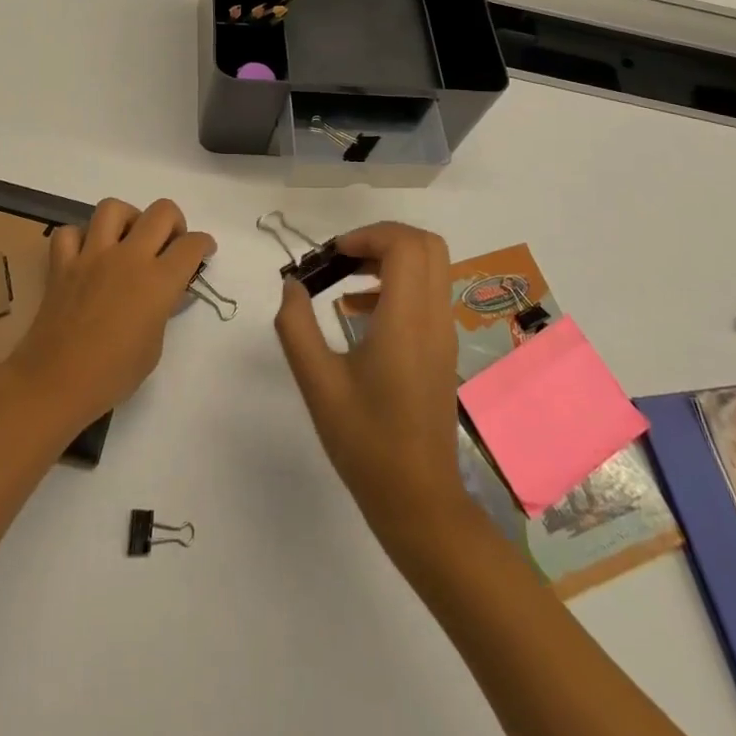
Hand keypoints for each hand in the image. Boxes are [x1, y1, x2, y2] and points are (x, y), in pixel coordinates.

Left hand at [2, 198, 212, 430]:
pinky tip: (86, 254)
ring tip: (127, 239)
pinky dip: (79, 238)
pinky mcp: (62, 264)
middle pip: (161, 212)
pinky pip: (70, 233)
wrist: (56, 383)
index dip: (203, 244)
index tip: (204, 251)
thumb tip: (168, 293)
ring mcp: (92, 256)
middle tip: (169, 243)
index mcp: (158, 281)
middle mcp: (128, 258)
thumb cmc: (112, 375)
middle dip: (174, 222)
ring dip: (127, 218)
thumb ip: (163, 311)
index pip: (191, 245)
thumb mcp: (154, 347)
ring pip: (113, 208)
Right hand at [275, 222, 467, 541]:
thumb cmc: (365, 442)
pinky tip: (359, 313)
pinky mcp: (442, 349)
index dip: (369, 234)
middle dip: (382, 238)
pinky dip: (398, 284)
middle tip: (343, 257)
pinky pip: (428, 293)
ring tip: (345, 279)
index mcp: (407, 321)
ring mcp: (443, 334)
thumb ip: (297, 326)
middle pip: (426, 246)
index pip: (406, 246)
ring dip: (390, 259)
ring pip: (431, 267)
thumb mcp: (317, 383)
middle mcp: (434, 318)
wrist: (418, 501)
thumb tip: (292, 285)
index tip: (334, 254)